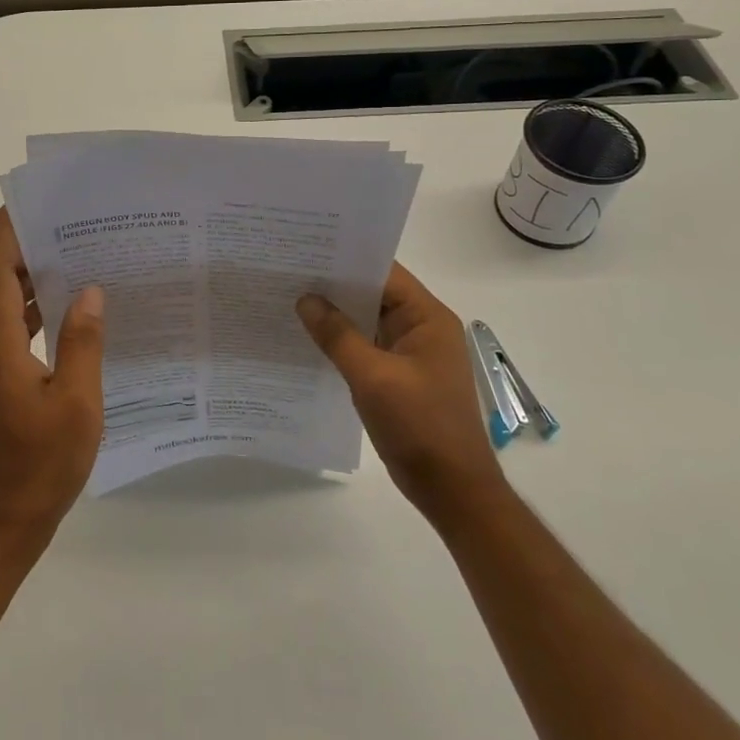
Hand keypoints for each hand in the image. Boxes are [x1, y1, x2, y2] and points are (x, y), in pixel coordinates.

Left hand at [0, 209, 105, 545]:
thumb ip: (82, 342)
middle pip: (0, 279)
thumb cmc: (40, 463)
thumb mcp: (76, 402)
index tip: (35, 200)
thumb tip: (89, 291)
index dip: (9, 231)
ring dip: (36, 277)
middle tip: (73, 221)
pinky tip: (74, 309)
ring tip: (79, 253)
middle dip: (30, 245)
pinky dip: (40, 309)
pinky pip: (18, 328)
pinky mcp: (2, 379)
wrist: (4, 521)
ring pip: (9, 303)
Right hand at [297, 263, 502, 523]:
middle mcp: (422, 328)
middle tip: (288, 272)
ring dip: (335, 315)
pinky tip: (308, 340)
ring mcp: (411, 354)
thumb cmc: (419, 425)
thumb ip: (337, 335)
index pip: (384, 273)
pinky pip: (366, 347)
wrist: (451, 489)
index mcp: (427, 318)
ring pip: (367, 322)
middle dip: (334, 286)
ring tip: (289, 299)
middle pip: (374, 294)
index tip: (306, 250)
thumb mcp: (373, 377)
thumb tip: (306, 299)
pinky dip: (341, 342)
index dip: (346, 259)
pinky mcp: (399, 377)